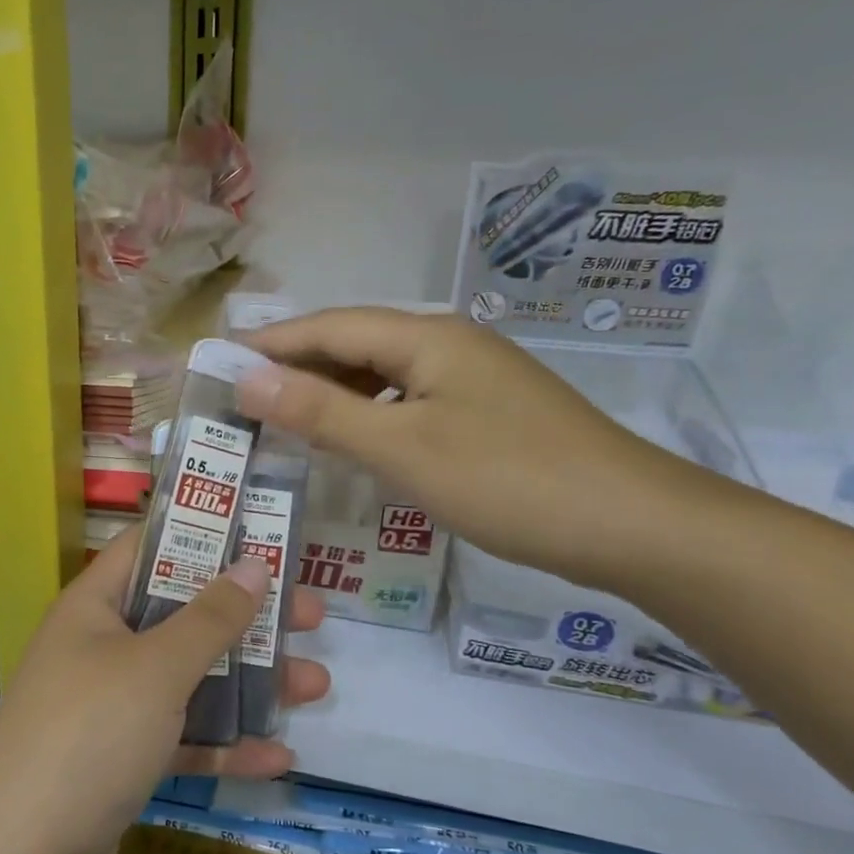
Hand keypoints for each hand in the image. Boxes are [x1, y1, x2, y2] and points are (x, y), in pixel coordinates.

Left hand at [0, 528, 327, 853]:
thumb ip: (210, 618)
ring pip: (189, 679)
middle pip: (182, 615)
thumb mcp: (157, 668)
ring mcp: (110, 705)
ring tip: (316, 684)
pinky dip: (224, 744)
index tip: (261, 535)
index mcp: (94, 606)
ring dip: (249, 683)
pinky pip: (181, 737)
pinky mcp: (121, 759)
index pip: (149, 548)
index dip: (203, 535)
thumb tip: (254, 564)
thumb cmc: (90, 734)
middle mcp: (100, 647)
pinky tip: (278, 756)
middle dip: (246, 617)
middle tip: (310, 614)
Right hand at [237, 307, 701, 590]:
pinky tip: (352, 439)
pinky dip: (368, 414)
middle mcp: (448, 344)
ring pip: (382, 374)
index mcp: (426, 338)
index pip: (328, 326)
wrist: (636, 526)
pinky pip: (408, 400)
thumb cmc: (510, 481)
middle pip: (354, 343)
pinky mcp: (486, 412)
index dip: (269, 342)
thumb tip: (246, 377)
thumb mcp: (403, 448)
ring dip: (330, 390)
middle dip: (295, 365)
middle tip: (241, 395)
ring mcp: (472, 378)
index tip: (217, 360)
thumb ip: (321, 411)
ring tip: (282, 416)